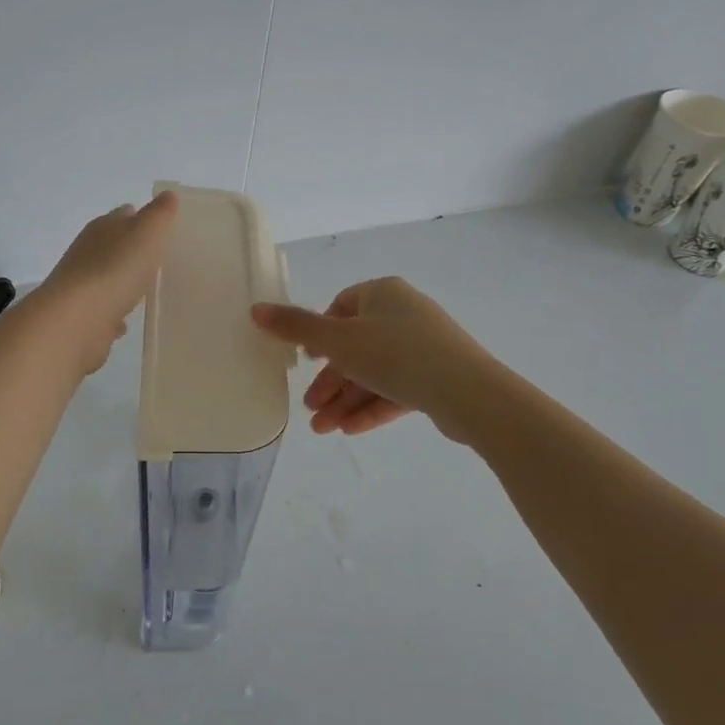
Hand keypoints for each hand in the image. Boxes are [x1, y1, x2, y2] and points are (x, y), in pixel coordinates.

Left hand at [35, 191, 179, 372]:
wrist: (76, 320)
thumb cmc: (115, 269)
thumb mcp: (147, 232)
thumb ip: (160, 214)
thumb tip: (168, 195)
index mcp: (103, 228)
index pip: (125, 215)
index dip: (144, 219)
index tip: (165, 230)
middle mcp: (88, 253)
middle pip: (116, 247)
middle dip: (135, 252)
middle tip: (162, 261)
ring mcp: (83, 286)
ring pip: (109, 279)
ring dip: (124, 283)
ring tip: (149, 291)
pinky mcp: (83, 317)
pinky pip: (104, 311)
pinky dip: (115, 313)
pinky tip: (128, 321)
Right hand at [252, 277, 497, 440]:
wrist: (468, 392)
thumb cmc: (396, 354)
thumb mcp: (338, 340)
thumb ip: (296, 327)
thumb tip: (255, 309)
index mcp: (383, 294)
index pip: (342, 306)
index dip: (320, 333)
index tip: (306, 360)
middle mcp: (404, 314)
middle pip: (356, 346)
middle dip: (330, 381)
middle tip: (310, 409)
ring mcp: (424, 346)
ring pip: (375, 373)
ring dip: (346, 400)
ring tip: (323, 429)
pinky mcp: (437, 377)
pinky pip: (397, 390)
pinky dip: (372, 407)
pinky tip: (350, 430)